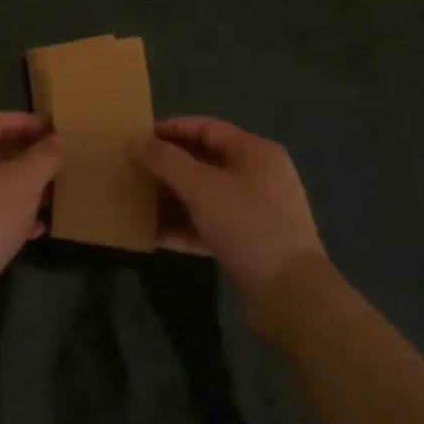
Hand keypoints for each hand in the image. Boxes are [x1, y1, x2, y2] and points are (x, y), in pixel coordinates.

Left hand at [0, 112, 63, 331]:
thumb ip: (44, 157)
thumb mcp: (24, 181)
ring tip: (55, 192)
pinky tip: (38, 228)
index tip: (56, 129)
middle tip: (60, 160)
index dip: (26, 121)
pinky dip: (15, 215)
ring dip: (25, 186)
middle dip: (28, 155)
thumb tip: (58, 140)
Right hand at [130, 117, 324, 306]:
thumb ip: (165, 160)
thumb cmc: (248, 225)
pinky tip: (153, 234)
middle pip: (203, 161)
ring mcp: (253, 211)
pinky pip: (208, 225)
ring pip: (203, 195)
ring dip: (171, 197)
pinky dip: (183, 226)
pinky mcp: (247, 242)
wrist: (291, 295)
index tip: (138, 137)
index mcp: (255, 152)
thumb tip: (135, 139)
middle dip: (167, 165)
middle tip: (132, 168)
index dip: (171, 129)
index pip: (206, 128)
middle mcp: (257, 176)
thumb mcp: (202, 187)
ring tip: (136, 199)